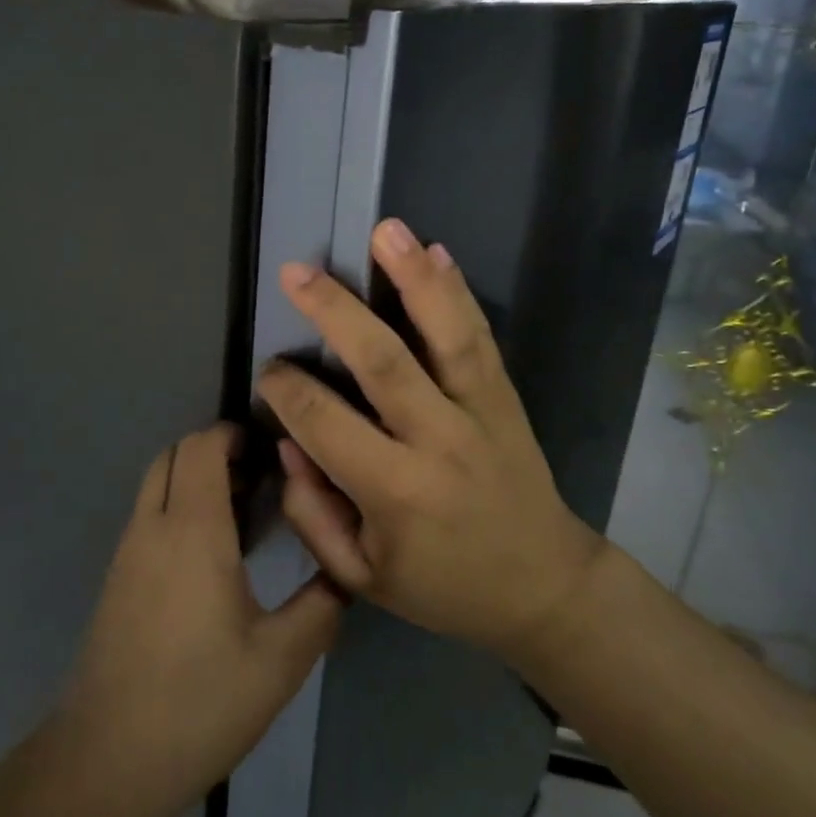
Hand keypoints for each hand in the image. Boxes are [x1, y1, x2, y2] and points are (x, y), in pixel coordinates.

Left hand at [59, 424, 344, 807]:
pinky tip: (211, 556)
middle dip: (213, 451)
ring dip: (193, 480)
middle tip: (260, 480)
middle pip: (173, 454)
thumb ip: (320, 606)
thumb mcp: (280, 661)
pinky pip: (147, 516)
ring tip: (243, 515)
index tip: (270, 450)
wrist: (106, 762)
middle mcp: (152, 527)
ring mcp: (127, 553)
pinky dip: (177, 508)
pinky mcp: (117, 580)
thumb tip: (344, 572)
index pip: (201, 447)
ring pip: (156, 484)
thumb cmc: (199, 702)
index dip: (232, 434)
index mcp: (192, 530)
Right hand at [255, 219, 606, 660]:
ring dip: (414, 278)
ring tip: (386, 230)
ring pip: (446, 335)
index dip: (288, 390)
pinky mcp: (505, 398)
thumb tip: (288, 442)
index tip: (271, 371)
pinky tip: (438, 252)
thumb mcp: (364, 577)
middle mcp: (438, 441)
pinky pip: (481, 338)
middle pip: (382, 362)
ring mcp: (480, 412)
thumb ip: (314, 514)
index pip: (326, 423)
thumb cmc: (444, 586)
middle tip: (297, 273)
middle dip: (335, 312)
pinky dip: (458, 293)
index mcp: (397, 493)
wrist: (544, 585)